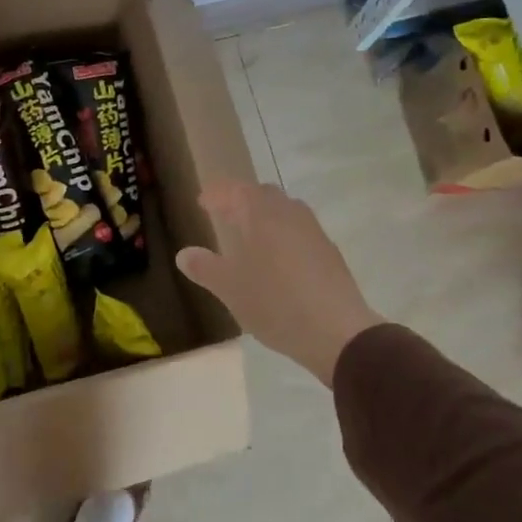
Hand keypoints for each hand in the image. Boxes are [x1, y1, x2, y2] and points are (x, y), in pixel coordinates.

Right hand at [175, 181, 384, 386]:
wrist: (337, 331)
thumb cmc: (275, 303)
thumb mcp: (230, 289)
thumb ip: (205, 268)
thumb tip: (184, 254)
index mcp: (262, 215)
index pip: (236, 189)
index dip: (218, 193)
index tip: (202, 202)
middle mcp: (290, 214)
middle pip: (264, 194)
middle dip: (242, 200)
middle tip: (224, 215)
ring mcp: (314, 232)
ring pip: (286, 211)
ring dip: (265, 216)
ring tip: (250, 236)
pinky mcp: (330, 252)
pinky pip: (300, 231)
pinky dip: (283, 234)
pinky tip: (277, 260)